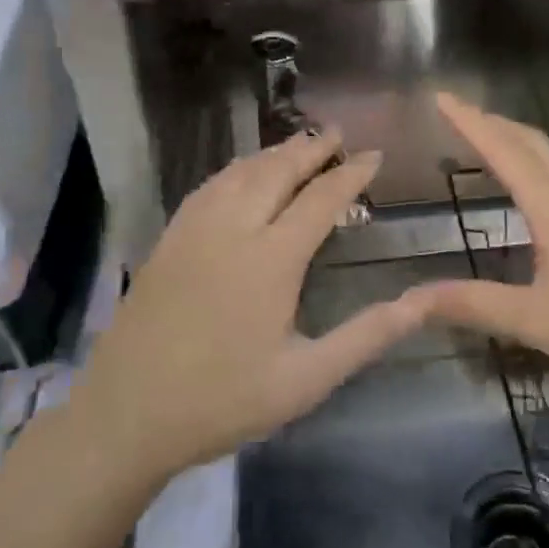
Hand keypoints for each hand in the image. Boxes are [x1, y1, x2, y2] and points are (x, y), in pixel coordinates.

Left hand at [75, 130, 423, 487]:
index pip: (321, 199)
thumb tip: (423, 302)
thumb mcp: (307, 378)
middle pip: (278, 171)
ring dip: (274, 152)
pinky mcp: (168, 240)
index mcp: (272, 259)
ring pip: (241, 172)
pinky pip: (210, 186)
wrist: (125, 415)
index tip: (374, 154)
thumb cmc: (223, 401)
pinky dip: (237, 168)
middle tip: (337, 132)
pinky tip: (242, 173)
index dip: (351, 174)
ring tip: (299, 144)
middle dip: (311, 147)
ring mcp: (195, 230)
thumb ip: (368, 334)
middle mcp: (234, 229)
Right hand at [412, 93, 548, 391]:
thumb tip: (410, 300)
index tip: (442, 96)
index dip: (470, 122)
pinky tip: (539, 192)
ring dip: (518, 142)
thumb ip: (472, 305)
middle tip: (458, 114)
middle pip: (532, 144)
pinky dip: (539, 167)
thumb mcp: (536, 321)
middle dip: (493, 122)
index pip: (505, 152)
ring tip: (490, 143)